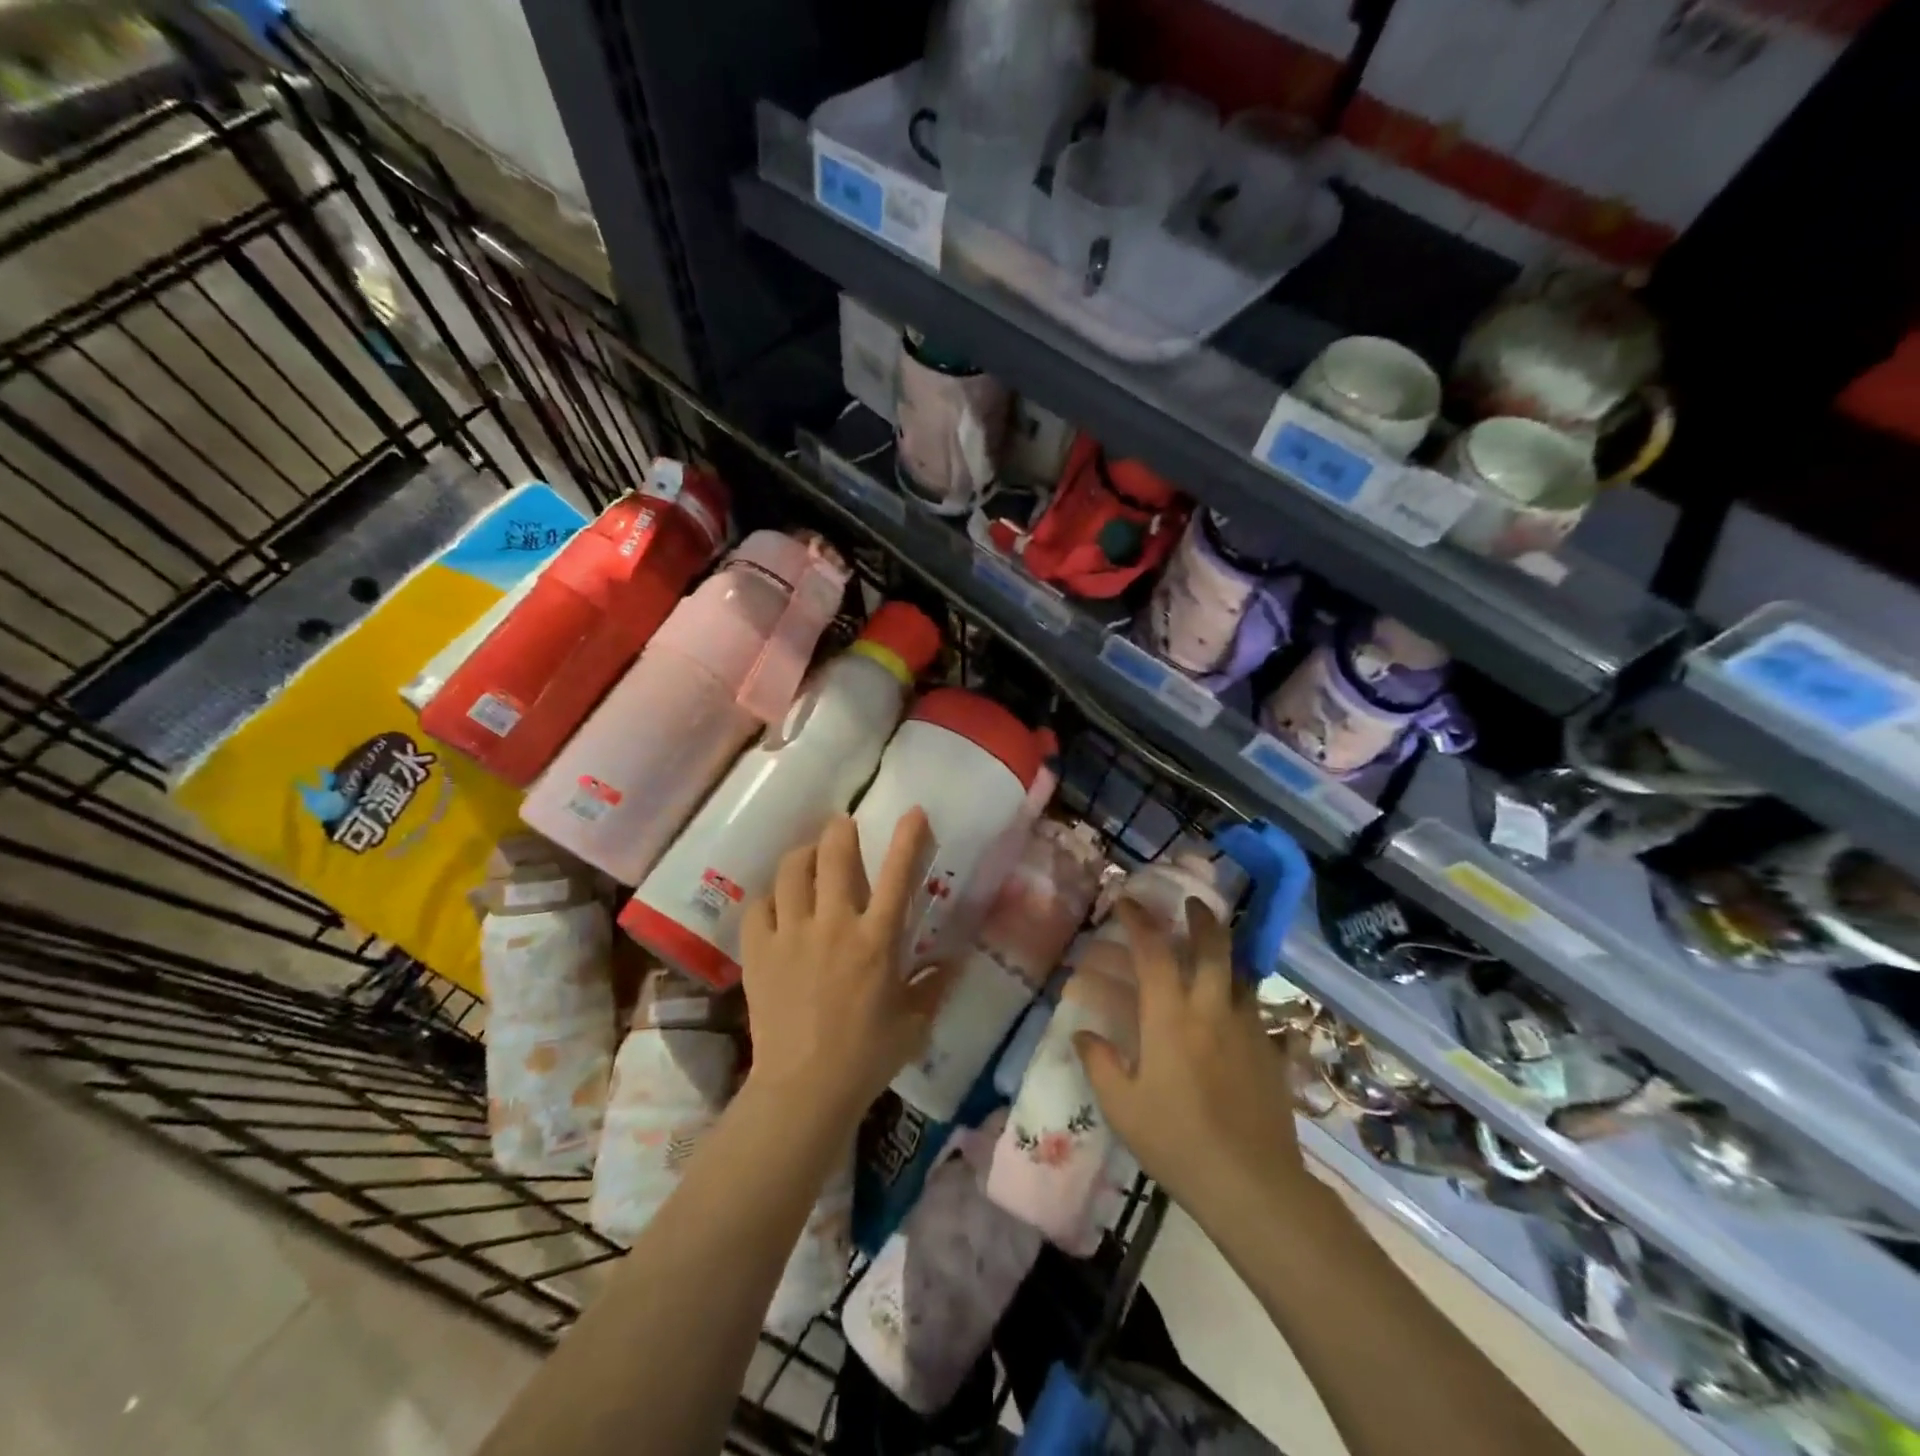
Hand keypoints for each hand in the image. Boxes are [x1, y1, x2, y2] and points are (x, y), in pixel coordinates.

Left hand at [739, 811, 951, 1128]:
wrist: (803, 1090)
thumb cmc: (866, 1057)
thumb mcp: (914, 1023)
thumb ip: (934, 985)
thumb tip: (954, 960)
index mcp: (877, 941)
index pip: (898, 875)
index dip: (908, 838)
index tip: (913, 811)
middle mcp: (835, 925)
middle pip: (836, 855)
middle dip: (841, 830)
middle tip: (844, 826)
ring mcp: (792, 935)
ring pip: (793, 870)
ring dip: (804, 855)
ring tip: (810, 857)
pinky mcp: (759, 951)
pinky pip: (759, 905)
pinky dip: (771, 897)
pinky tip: (778, 904)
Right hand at [1075, 899, 1316, 1222]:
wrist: (1253, 1185)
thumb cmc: (1177, 1142)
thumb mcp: (1122, 1107)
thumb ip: (1100, 1063)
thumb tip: (1083, 1034)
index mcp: (1170, 1016)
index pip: (1153, 951)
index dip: (1138, 920)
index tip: (1126, 902)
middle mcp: (1212, 1010)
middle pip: (1213, 946)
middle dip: (1201, 918)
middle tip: (1191, 905)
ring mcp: (1248, 1029)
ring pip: (1241, 974)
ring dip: (1226, 955)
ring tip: (1214, 954)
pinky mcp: (1272, 1055)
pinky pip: (1259, 1012)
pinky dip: (1245, 1001)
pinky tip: (1239, 1016)